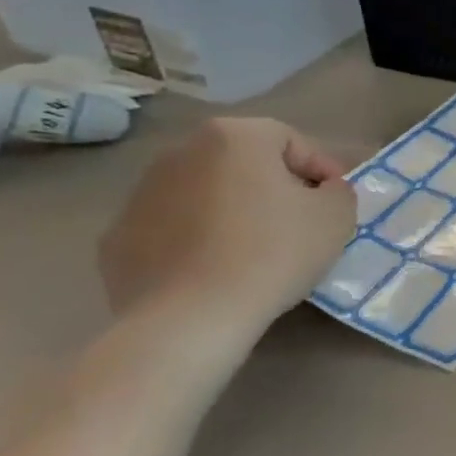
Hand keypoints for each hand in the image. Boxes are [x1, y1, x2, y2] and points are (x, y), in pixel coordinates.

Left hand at [100, 118, 353, 335]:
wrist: (189, 318)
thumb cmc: (272, 253)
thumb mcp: (336, 216)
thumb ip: (338, 191)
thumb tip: (323, 191)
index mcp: (235, 136)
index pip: (291, 140)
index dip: (321, 169)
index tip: (335, 201)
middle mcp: (181, 151)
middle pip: (244, 162)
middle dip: (274, 186)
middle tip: (299, 222)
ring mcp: (141, 193)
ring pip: (205, 193)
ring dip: (233, 211)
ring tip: (256, 250)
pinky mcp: (118, 237)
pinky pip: (173, 229)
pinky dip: (196, 240)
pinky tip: (216, 270)